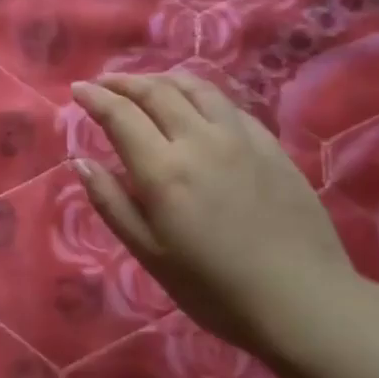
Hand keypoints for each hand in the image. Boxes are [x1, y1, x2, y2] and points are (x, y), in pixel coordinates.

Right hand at [70, 70, 358, 357]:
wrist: (301, 298)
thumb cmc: (212, 286)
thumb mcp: (148, 253)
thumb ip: (111, 203)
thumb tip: (81, 163)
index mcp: (163, 170)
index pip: (120, 115)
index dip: (95, 98)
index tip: (77, 89)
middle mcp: (200, 141)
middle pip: (157, 92)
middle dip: (124, 81)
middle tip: (104, 83)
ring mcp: (241, 138)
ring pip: (197, 88)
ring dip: (163, 79)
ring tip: (146, 85)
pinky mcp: (271, 146)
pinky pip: (228, 105)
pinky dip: (200, 95)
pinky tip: (196, 107)